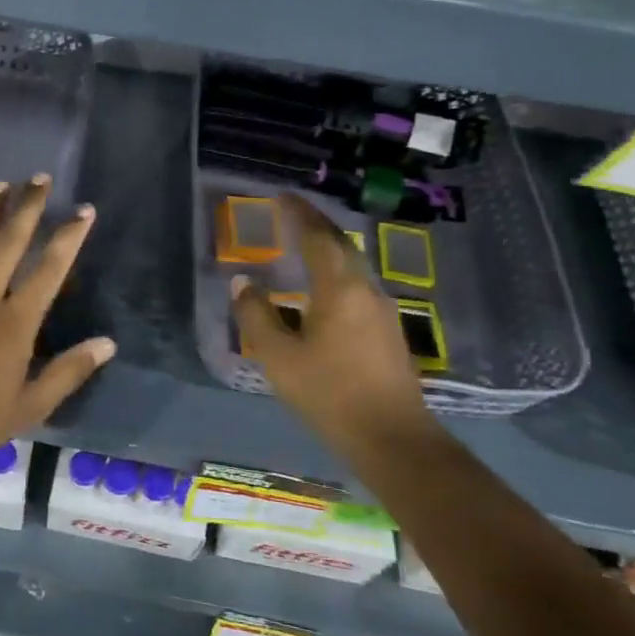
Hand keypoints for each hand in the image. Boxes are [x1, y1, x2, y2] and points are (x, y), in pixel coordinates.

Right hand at [231, 194, 432, 453]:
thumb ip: (257, 316)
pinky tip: (323, 290)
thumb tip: (243, 283)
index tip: (282, 196)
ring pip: (353, 267)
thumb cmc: (329, 394)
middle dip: (317, 226)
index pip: (318, 238)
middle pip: (341, 246)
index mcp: (340, 289)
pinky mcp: (387, 332)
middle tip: (293, 213)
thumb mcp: (279, 357)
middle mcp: (366, 290)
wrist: (391, 439)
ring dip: (328, 250)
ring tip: (304, 246)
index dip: (299, 215)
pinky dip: (336, 274)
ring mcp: (382, 312)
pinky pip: (358, 287)